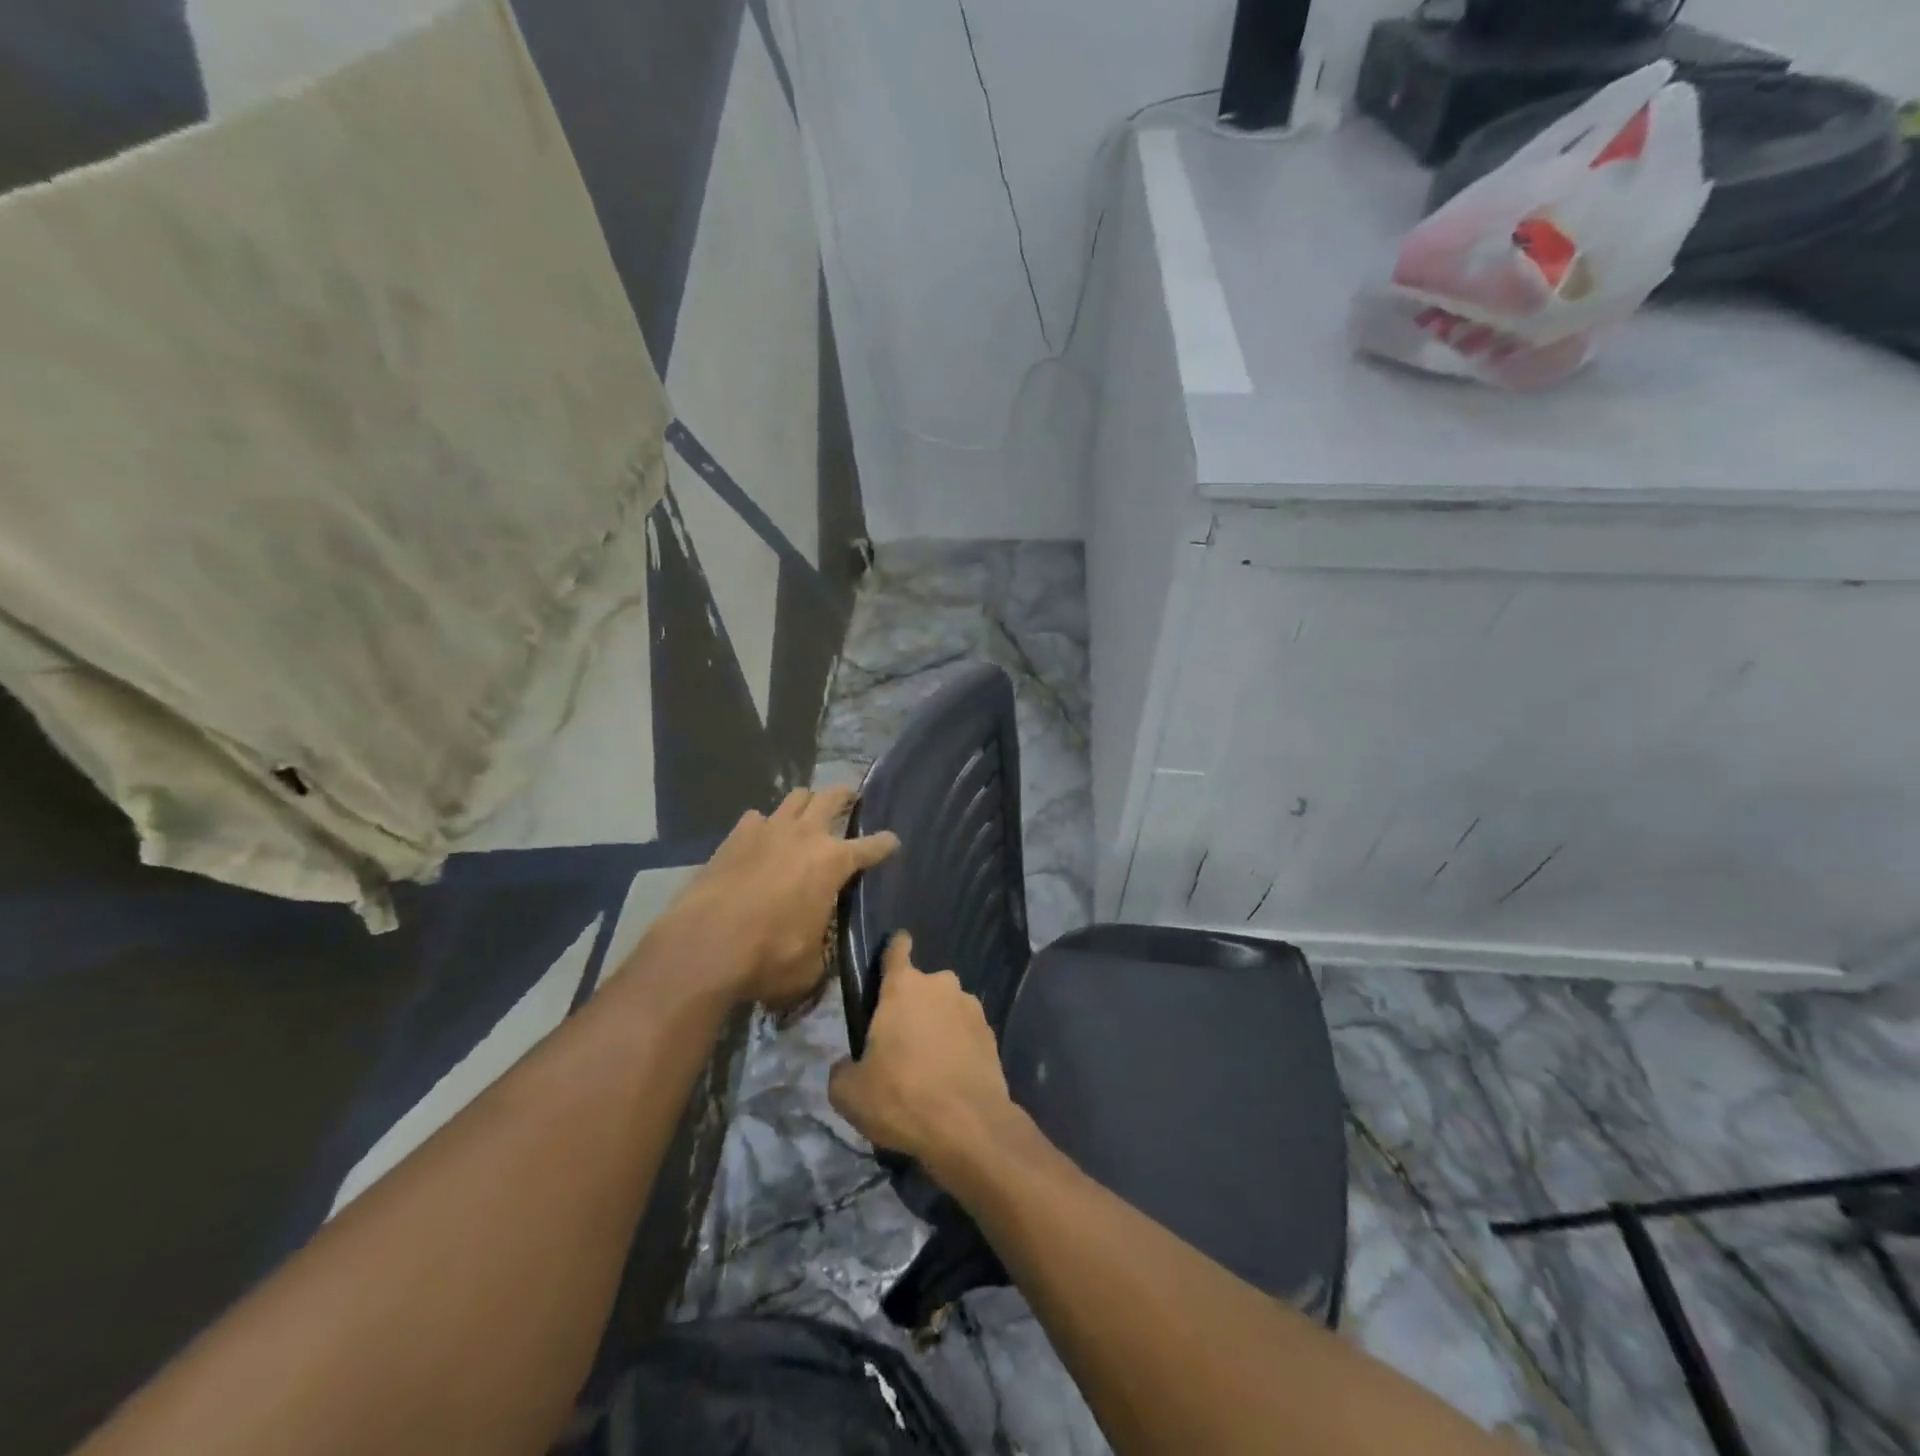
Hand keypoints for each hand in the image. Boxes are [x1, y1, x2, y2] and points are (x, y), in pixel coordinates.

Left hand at [662, 787, 897, 1010]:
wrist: (704, 946)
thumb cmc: (769, 957)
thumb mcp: (812, 964)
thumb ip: (823, 945)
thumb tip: (821, 942)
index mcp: (833, 862)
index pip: (871, 846)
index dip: (885, 844)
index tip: (893, 842)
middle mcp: (805, 835)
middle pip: (832, 798)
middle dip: (846, 796)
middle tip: (850, 800)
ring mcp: (767, 830)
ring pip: (795, 797)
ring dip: (806, 802)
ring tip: (807, 812)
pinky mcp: (734, 837)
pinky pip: (756, 817)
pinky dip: (764, 824)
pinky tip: (760, 838)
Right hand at [828, 933, 1015, 1170]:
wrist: (969, 1127)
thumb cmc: (902, 1097)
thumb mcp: (849, 1092)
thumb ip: (841, 1069)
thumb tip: (847, 1065)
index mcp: (903, 986)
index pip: (897, 948)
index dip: (893, 950)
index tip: (891, 957)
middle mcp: (940, 985)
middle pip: (922, 986)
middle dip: (912, 1005)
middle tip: (900, 1041)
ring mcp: (971, 1007)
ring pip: (946, 1008)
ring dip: (937, 1025)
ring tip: (928, 1064)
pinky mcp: (991, 1033)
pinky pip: (966, 1031)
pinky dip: (958, 1045)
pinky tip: (950, 1075)